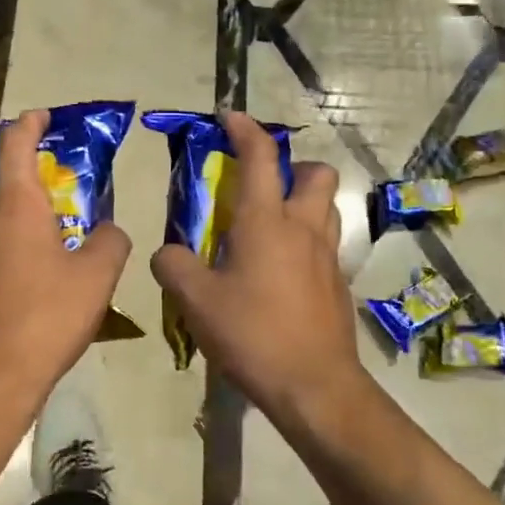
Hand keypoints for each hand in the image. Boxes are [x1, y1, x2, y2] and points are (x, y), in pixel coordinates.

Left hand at [0, 109, 131, 414]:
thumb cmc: (44, 320)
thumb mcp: (97, 279)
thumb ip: (110, 243)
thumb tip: (108, 230)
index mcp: (16, 206)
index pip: (15, 144)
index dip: (28, 123)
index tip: (41, 116)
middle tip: (27, 170)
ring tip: (25, 230)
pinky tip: (7, 279)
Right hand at [150, 113, 364, 419]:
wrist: (315, 387)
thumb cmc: (253, 334)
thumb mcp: (195, 301)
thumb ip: (174, 266)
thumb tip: (167, 253)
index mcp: (266, 221)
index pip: (260, 157)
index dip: (245, 129)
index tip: (229, 117)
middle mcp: (304, 229)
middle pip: (316, 174)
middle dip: (293, 166)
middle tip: (262, 185)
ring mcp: (328, 257)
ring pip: (327, 208)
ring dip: (304, 201)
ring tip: (271, 224)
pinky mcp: (338, 285)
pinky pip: (326, 245)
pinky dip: (306, 242)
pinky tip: (280, 271)